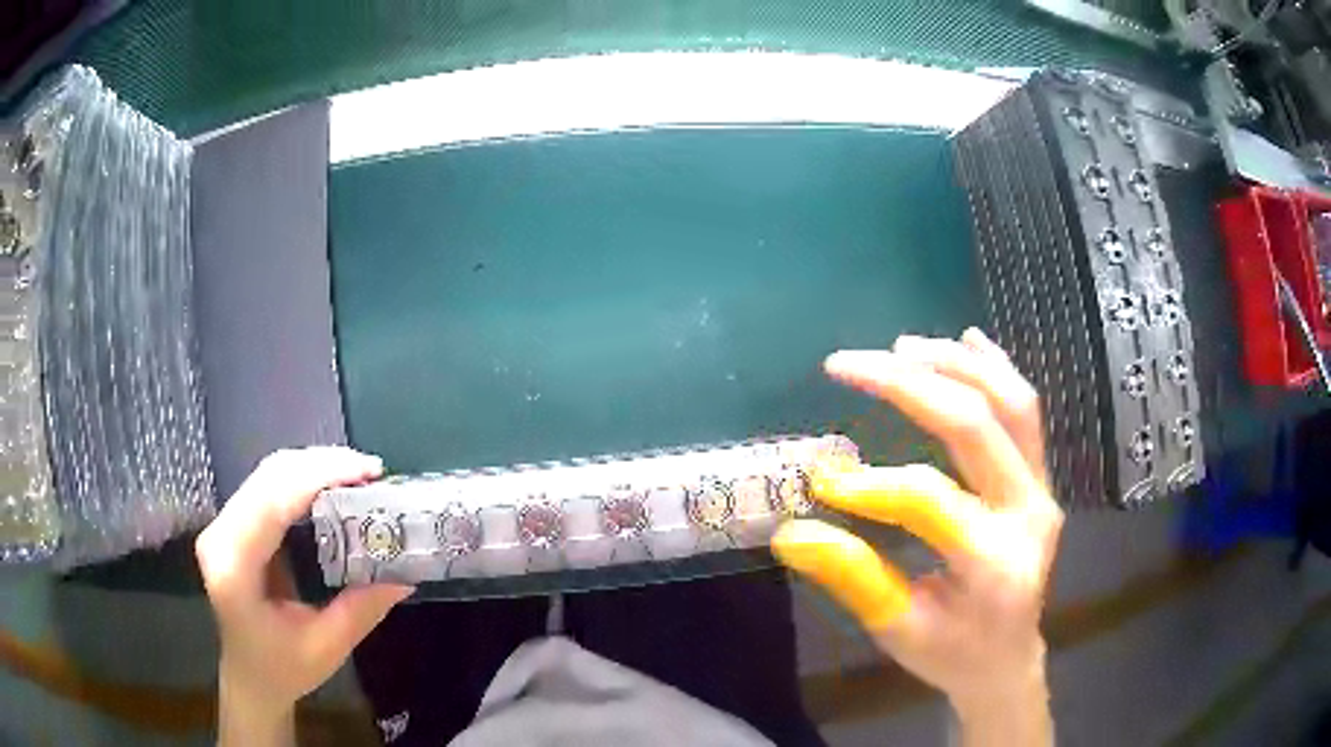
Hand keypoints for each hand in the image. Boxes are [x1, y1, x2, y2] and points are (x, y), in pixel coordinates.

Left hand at [195, 448, 412, 742]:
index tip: (369, 472)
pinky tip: (330, 485)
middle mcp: (220, 534)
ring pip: (267, 473)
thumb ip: (361, 609)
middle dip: (321, 464)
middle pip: (269, 476)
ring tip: (358, 474)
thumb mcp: (326, 647)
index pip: (273, 501)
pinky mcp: (232, 523)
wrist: (249, 677)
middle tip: (371, 470)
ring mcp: (222, 524)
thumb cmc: (283, 669)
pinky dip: (302, 478)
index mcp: (234, 566)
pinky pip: (267, 485)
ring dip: (313, 466)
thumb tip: (405, 574)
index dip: (319, 476)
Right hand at [771, 329, 1061, 741]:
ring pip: (1011, 403)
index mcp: (993, 565)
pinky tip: (964, 340)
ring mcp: (1043, 489)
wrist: (1007, 658)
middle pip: (977, 425)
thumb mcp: (898, 631)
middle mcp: (1029, 513)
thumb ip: (853, 578)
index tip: (818, 477)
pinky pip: (1025, 412)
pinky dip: (994, 369)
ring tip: (899, 346)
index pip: (929, 500)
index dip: (870, 483)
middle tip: (849, 364)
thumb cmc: (952, 654)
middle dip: (909, 384)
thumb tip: (791, 534)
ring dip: (952, 365)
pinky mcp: (1043, 478)